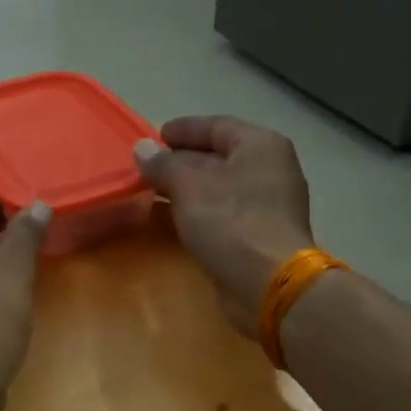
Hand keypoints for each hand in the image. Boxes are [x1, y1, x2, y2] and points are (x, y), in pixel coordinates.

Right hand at [135, 116, 314, 337]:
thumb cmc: (230, 222)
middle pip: (219, 156)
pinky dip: (196, 212)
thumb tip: (142, 149)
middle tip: (148, 166)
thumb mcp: (188, 186)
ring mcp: (267, 205)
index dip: (184, 129)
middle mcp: (269, 170)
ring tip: (151, 191)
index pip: (217, 126)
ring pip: (219, 188)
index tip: (155, 136)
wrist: (269, 285)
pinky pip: (221, 213)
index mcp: (260, 146)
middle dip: (181, 161)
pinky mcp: (258, 235)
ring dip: (186, 189)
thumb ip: (162, 164)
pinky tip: (169, 220)